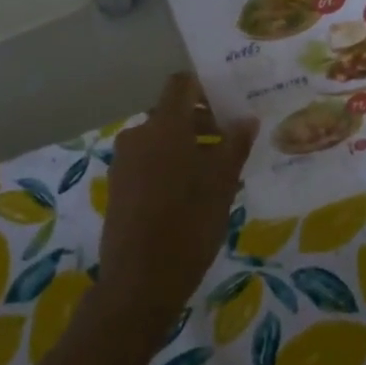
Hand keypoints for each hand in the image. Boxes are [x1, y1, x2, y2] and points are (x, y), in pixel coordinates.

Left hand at [95, 74, 256, 340]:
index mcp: (165, 126)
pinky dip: (170, 166)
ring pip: (162, 140)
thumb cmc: (189, 223)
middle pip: (173, 114)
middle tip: (231, 147)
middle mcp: (139, 135)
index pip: (181, 84)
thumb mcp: (222, 183)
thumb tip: (246, 119)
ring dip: (188, 147)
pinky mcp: (119, 186)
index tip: (229, 106)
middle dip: (203, 124)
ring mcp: (124, 161)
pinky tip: (192, 196)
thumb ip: (235, 145)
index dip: (205, 88)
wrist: (140, 280)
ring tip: (217, 177)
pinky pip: (149, 162)